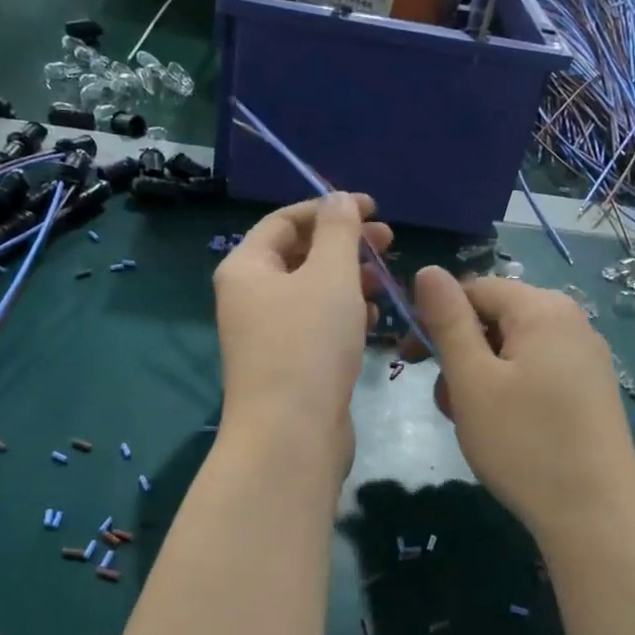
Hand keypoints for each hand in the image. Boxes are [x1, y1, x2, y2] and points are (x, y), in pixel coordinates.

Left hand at [214, 193, 393, 474]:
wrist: (291, 436)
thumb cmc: (308, 345)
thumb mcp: (330, 276)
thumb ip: (339, 230)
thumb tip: (339, 198)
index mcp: (247, 268)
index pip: (286, 221)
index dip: (329, 208)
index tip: (374, 209)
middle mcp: (249, 297)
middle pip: (300, 255)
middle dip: (345, 245)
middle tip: (388, 243)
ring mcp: (267, 334)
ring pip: (312, 292)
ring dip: (349, 280)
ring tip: (385, 283)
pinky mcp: (288, 364)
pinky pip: (317, 325)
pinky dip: (344, 315)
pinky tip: (373, 320)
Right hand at [411, 267, 634, 541]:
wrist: (595, 516)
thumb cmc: (523, 443)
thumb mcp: (472, 380)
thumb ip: (448, 320)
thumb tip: (428, 270)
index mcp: (543, 309)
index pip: (475, 289)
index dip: (435, 317)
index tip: (411, 359)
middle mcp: (572, 322)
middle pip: (496, 319)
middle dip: (460, 354)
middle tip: (445, 402)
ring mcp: (588, 358)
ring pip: (514, 350)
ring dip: (480, 377)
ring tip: (473, 423)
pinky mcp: (593, 391)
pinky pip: (538, 373)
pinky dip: (509, 392)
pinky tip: (505, 430)